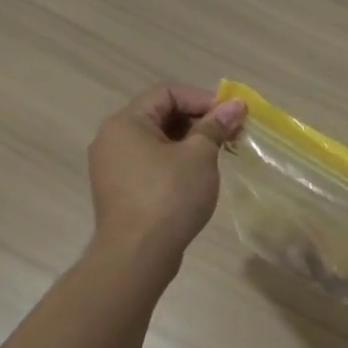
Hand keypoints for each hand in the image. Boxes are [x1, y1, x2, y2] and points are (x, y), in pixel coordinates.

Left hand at [86, 84, 245, 262]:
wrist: (137, 255)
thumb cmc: (168, 196)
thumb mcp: (199, 156)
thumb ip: (215, 126)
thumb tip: (234, 105)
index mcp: (126, 123)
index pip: (167, 93)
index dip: (202, 98)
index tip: (230, 115)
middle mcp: (112, 139)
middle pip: (160, 115)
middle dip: (199, 121)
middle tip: (230, 134)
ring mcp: (112, 167)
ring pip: (157, 141)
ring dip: (190, 142)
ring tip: (219, 155)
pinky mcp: (120, 191)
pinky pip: (150, 163)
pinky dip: (175, 162)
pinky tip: (198, 177)